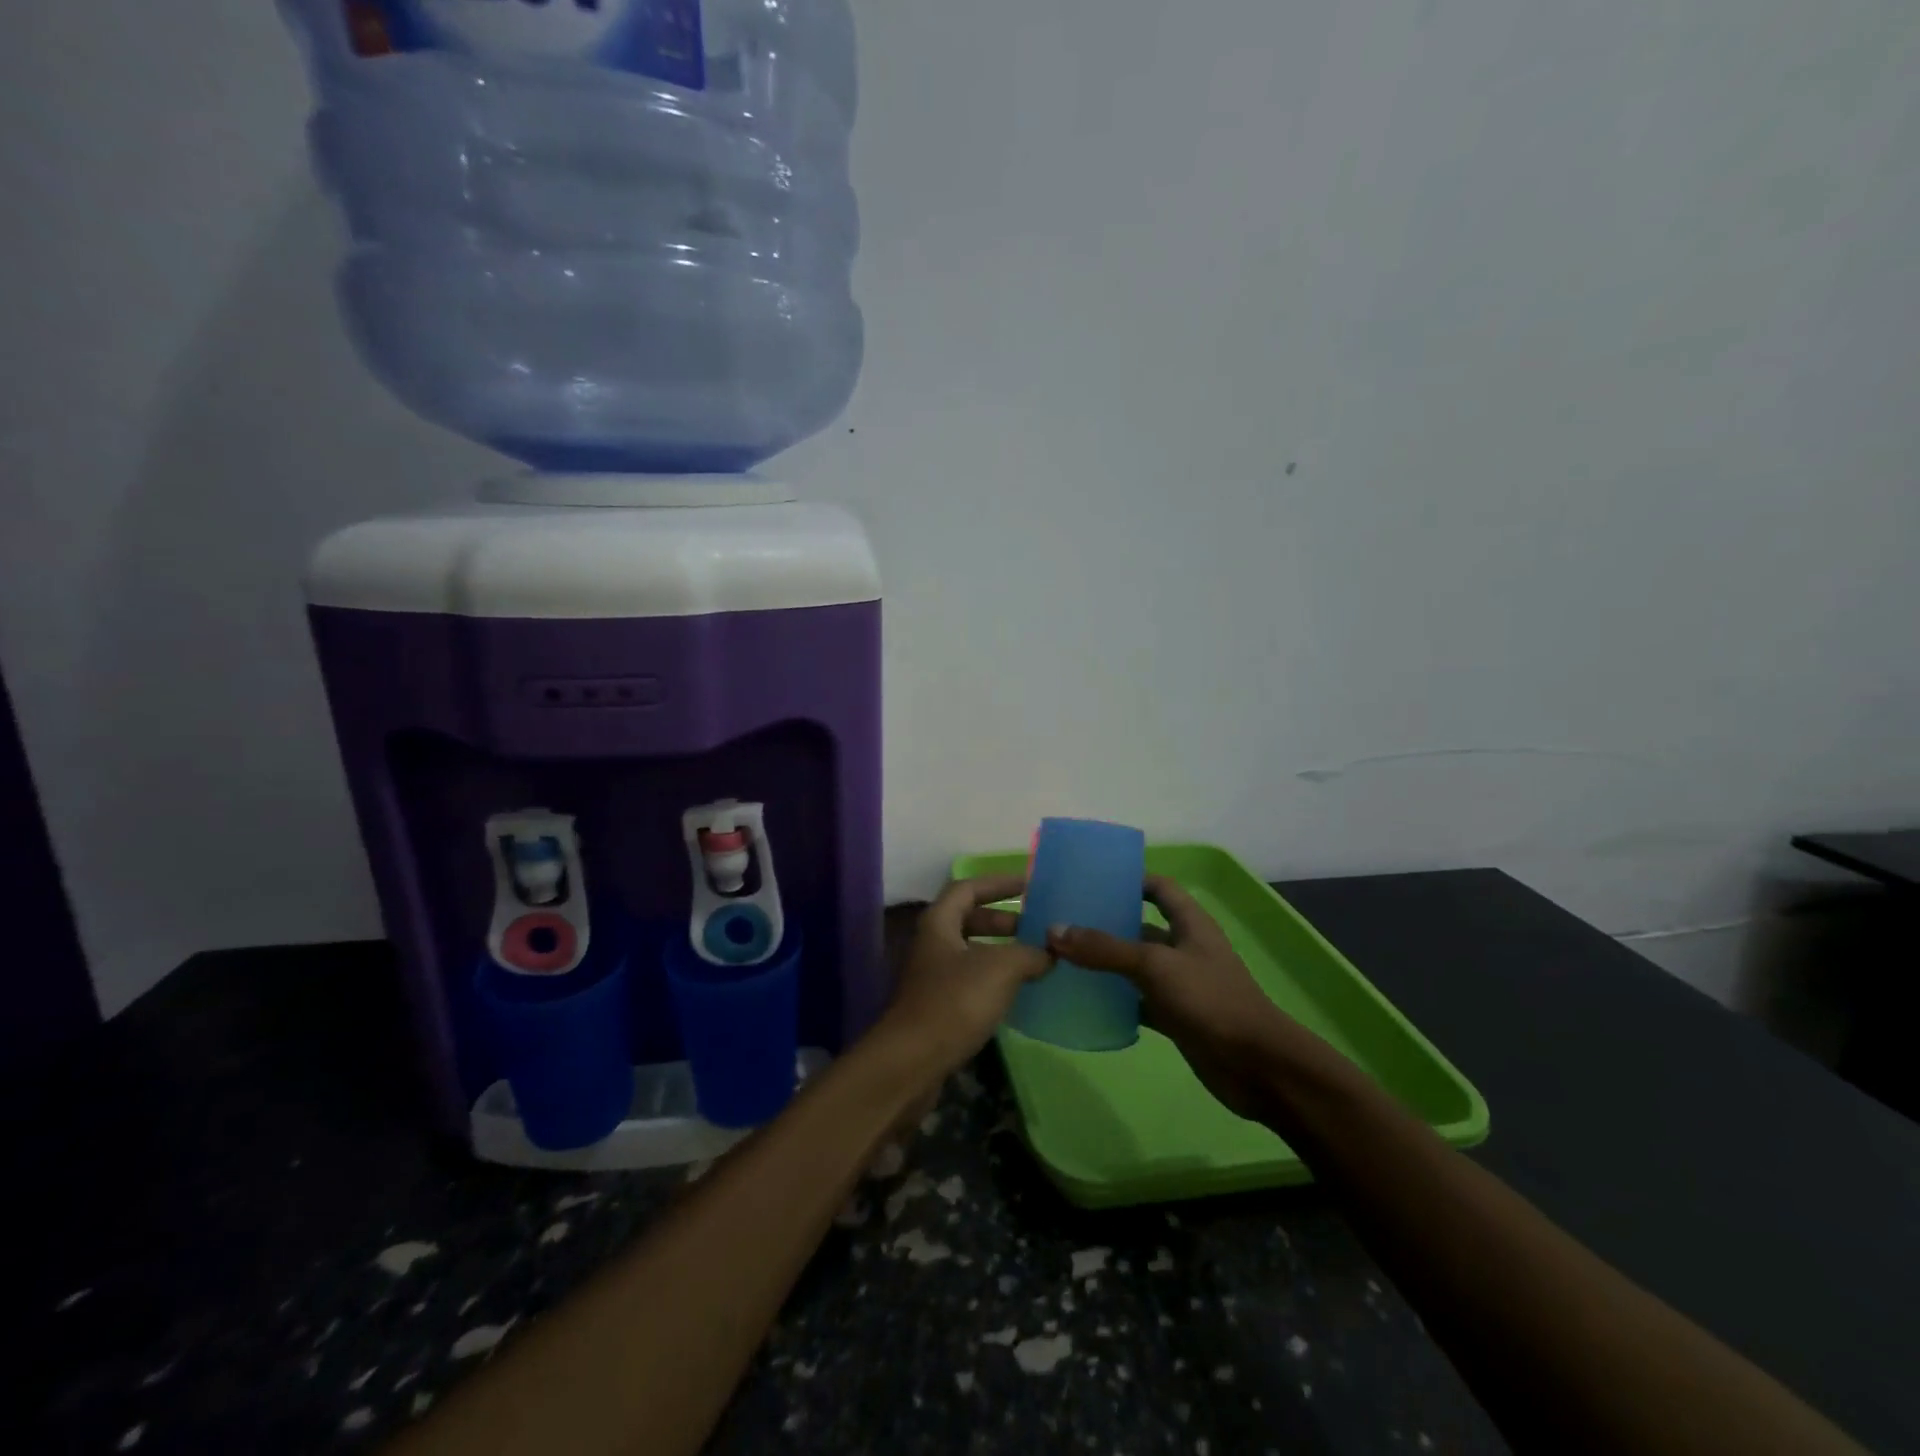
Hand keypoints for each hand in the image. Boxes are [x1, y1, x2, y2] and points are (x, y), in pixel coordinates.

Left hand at [877, 875, 1052, 1082]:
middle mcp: (931, 943)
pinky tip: (1017, 992)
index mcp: (939, 922)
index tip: (1030, 885)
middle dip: (1003, 920)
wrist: (912, 1062)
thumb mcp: (1000, 969)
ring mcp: (931, 976)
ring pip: (970, 952)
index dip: (998, 883)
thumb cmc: (955, 1002)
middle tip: (1036, 926)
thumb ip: (1029, 954)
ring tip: (1035, 959)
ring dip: (1001, 951)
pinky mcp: (937, 1006)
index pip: (968, 888)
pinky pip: (970, 980)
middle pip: (968, 919)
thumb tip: (1050, 952)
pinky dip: (994, 978)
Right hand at [1046, 875, 1314, 1119]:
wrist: (1256, 1067)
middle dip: (1106, 923)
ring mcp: (1180, 984)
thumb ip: (1106, 948)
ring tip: (1062, 957)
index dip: (1130, 879)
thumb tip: (1054, 930)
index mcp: (1190, 923)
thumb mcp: (1155, 966)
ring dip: (1106, 963)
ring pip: (1135, 965)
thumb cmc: (1211, 1000)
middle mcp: (1184, 948)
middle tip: (1062, 920)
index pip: (1158, 887)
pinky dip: (1114, 1000)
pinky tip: (1083, 1000)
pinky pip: (1137, 1001)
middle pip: (1140, 927)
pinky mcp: (1175, 1016)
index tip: (1090, 881)